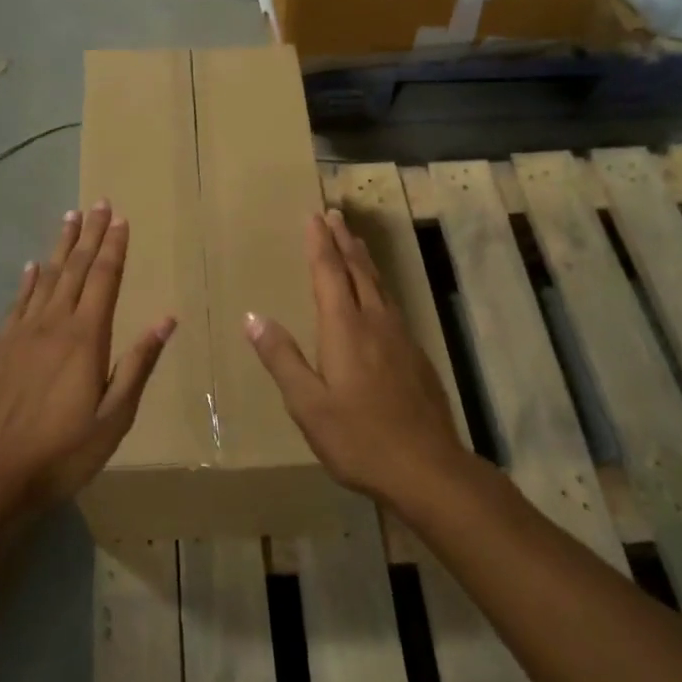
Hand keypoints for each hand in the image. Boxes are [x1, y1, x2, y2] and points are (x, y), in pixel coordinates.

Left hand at [0, 203, 174, 512]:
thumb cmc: (66, 450)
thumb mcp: (115, 416)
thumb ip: (139, 364)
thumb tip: (166, 319)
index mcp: (86, 338)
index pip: (103, 280)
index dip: (114, 248)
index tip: (121, 219)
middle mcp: (54, 324)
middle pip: (75, 269)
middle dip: (90, 235)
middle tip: (98, 203)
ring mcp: (23, 333)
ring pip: (46, 278)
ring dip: (60, 246)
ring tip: (70, 218)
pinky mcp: (2, 347)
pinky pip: (18, 302)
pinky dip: (28, 280)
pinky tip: (32, 265)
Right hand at [244, 208, 472, 506]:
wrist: (428, 468)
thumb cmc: (359, 438)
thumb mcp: (308, 404)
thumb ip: (282, 358)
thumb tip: (253, 317)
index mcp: (345, 329)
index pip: (329, 273)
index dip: (320, 243)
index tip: (314, 215)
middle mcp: (375, 322)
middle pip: (358, 270)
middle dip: (343, 240)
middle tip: (335, 213)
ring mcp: (400, 337)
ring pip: (378, 285)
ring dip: (363, 258)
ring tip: (354, 241)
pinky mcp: (415, 354)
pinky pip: (391, 303)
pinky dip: (377, 285)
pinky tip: (378, 296)